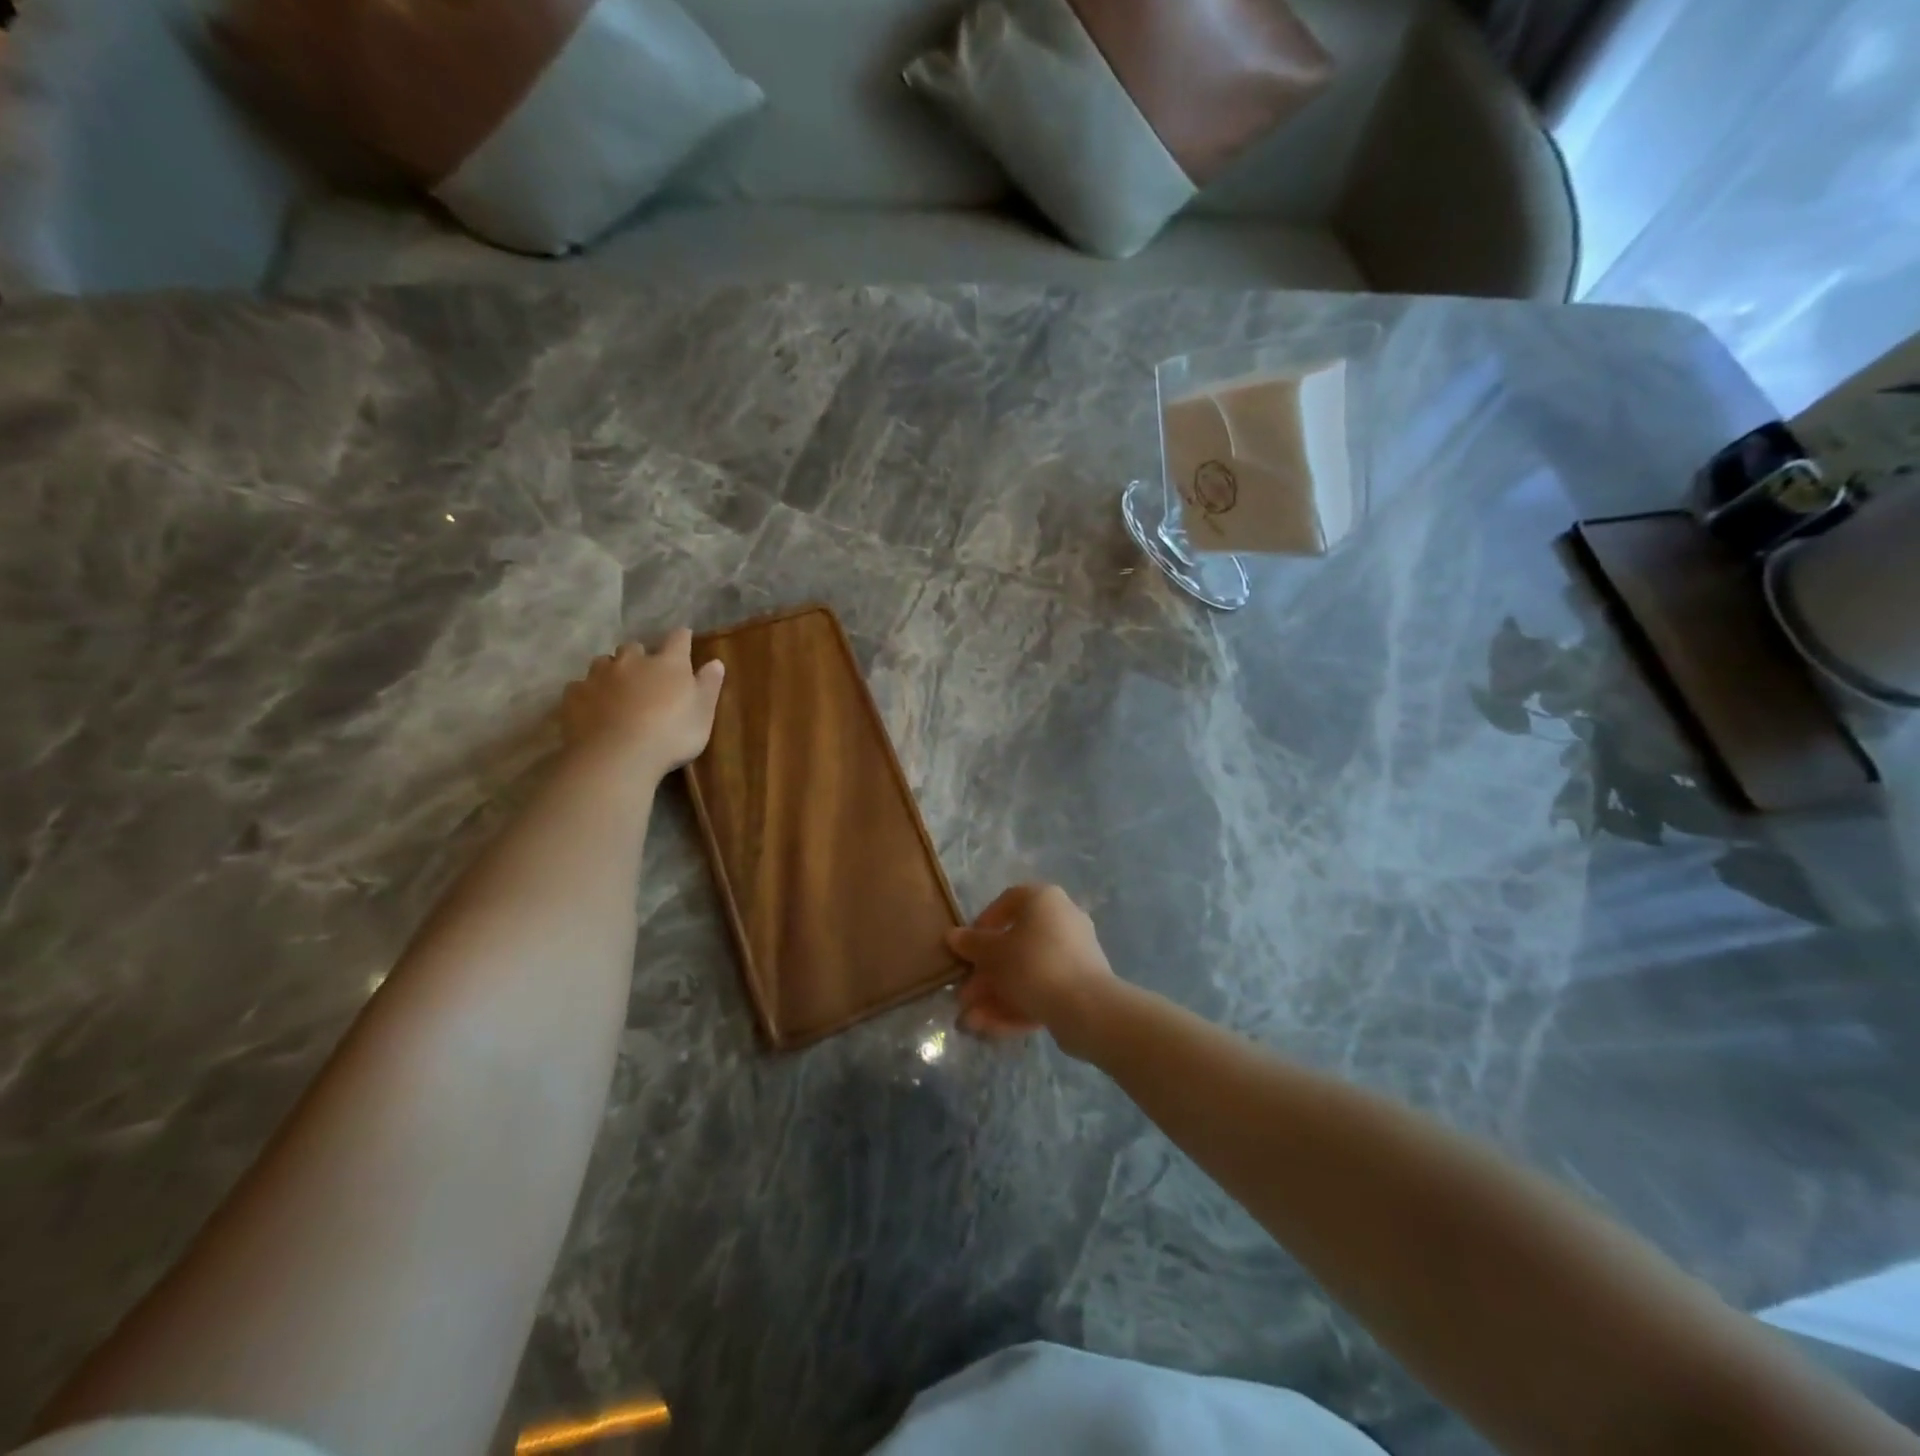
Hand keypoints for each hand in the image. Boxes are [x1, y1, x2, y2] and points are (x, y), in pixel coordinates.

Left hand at [559, 629, 724, 782]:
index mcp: (668, 663)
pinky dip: (587, 693)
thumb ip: (709, 685)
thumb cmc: (672, 734)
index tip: (685, 641)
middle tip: (645, 674)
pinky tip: (592, 708)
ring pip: (603, 662)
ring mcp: (599, 676)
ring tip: (615, 689)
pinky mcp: (574, 695)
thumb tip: (716, 662)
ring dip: (611, 671)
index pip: (678, 639)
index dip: (682, 638)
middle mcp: (632, 661)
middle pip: (634, 647)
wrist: (618, 756)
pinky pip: (579, 687)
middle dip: (640, 656)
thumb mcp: (703, 713)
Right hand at [948, 884, 1115, 1059]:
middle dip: (986, 973)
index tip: (968, 947)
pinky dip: (1018, 1005)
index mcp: (1044, 900)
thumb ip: (972, 944)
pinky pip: (1043, 989)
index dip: (984, 923)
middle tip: (964, 995)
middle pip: (1015, 944)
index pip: (1008, 901)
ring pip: (1027, 972)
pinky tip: (991, 1027)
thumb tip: (953, 935)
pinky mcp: (1080, 985)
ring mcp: (1074, 954)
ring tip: (971, 1020)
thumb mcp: (994, 953)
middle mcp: (1063, 920)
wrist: (1088, 1008)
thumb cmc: (1034, 965)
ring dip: (996, 995)